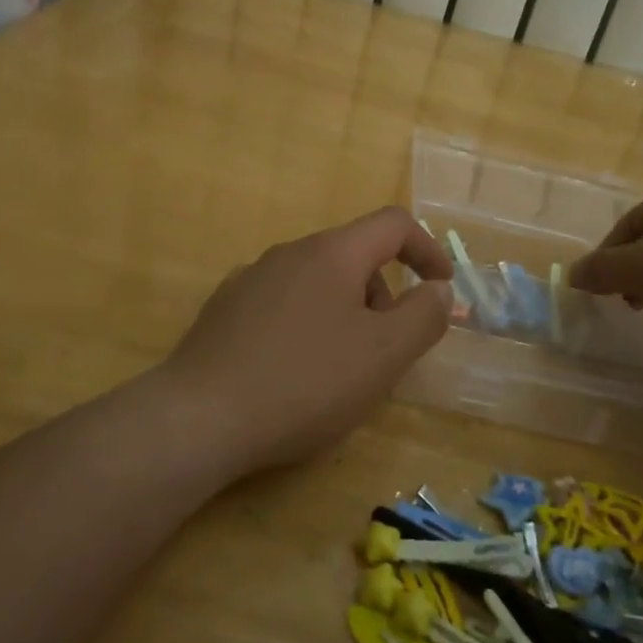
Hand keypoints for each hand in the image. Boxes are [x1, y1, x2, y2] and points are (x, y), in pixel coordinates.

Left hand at [161, 207, 455, 471]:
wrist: (200, 418)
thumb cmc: (305, 382)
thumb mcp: (384, 355)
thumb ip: (423, 316)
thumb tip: (439, 289)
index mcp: (332, 253)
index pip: (393, 224)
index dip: (427, 249)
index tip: (441, 287)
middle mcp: (289, 252)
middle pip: (354, 255)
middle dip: (383, 295)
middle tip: (384, 351)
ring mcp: (251, 278)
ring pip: (317, 281)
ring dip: (345, 312)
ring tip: (338, 369)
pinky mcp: (224, 308)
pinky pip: (283, 303)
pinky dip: (306, 323)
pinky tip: (292, 370)